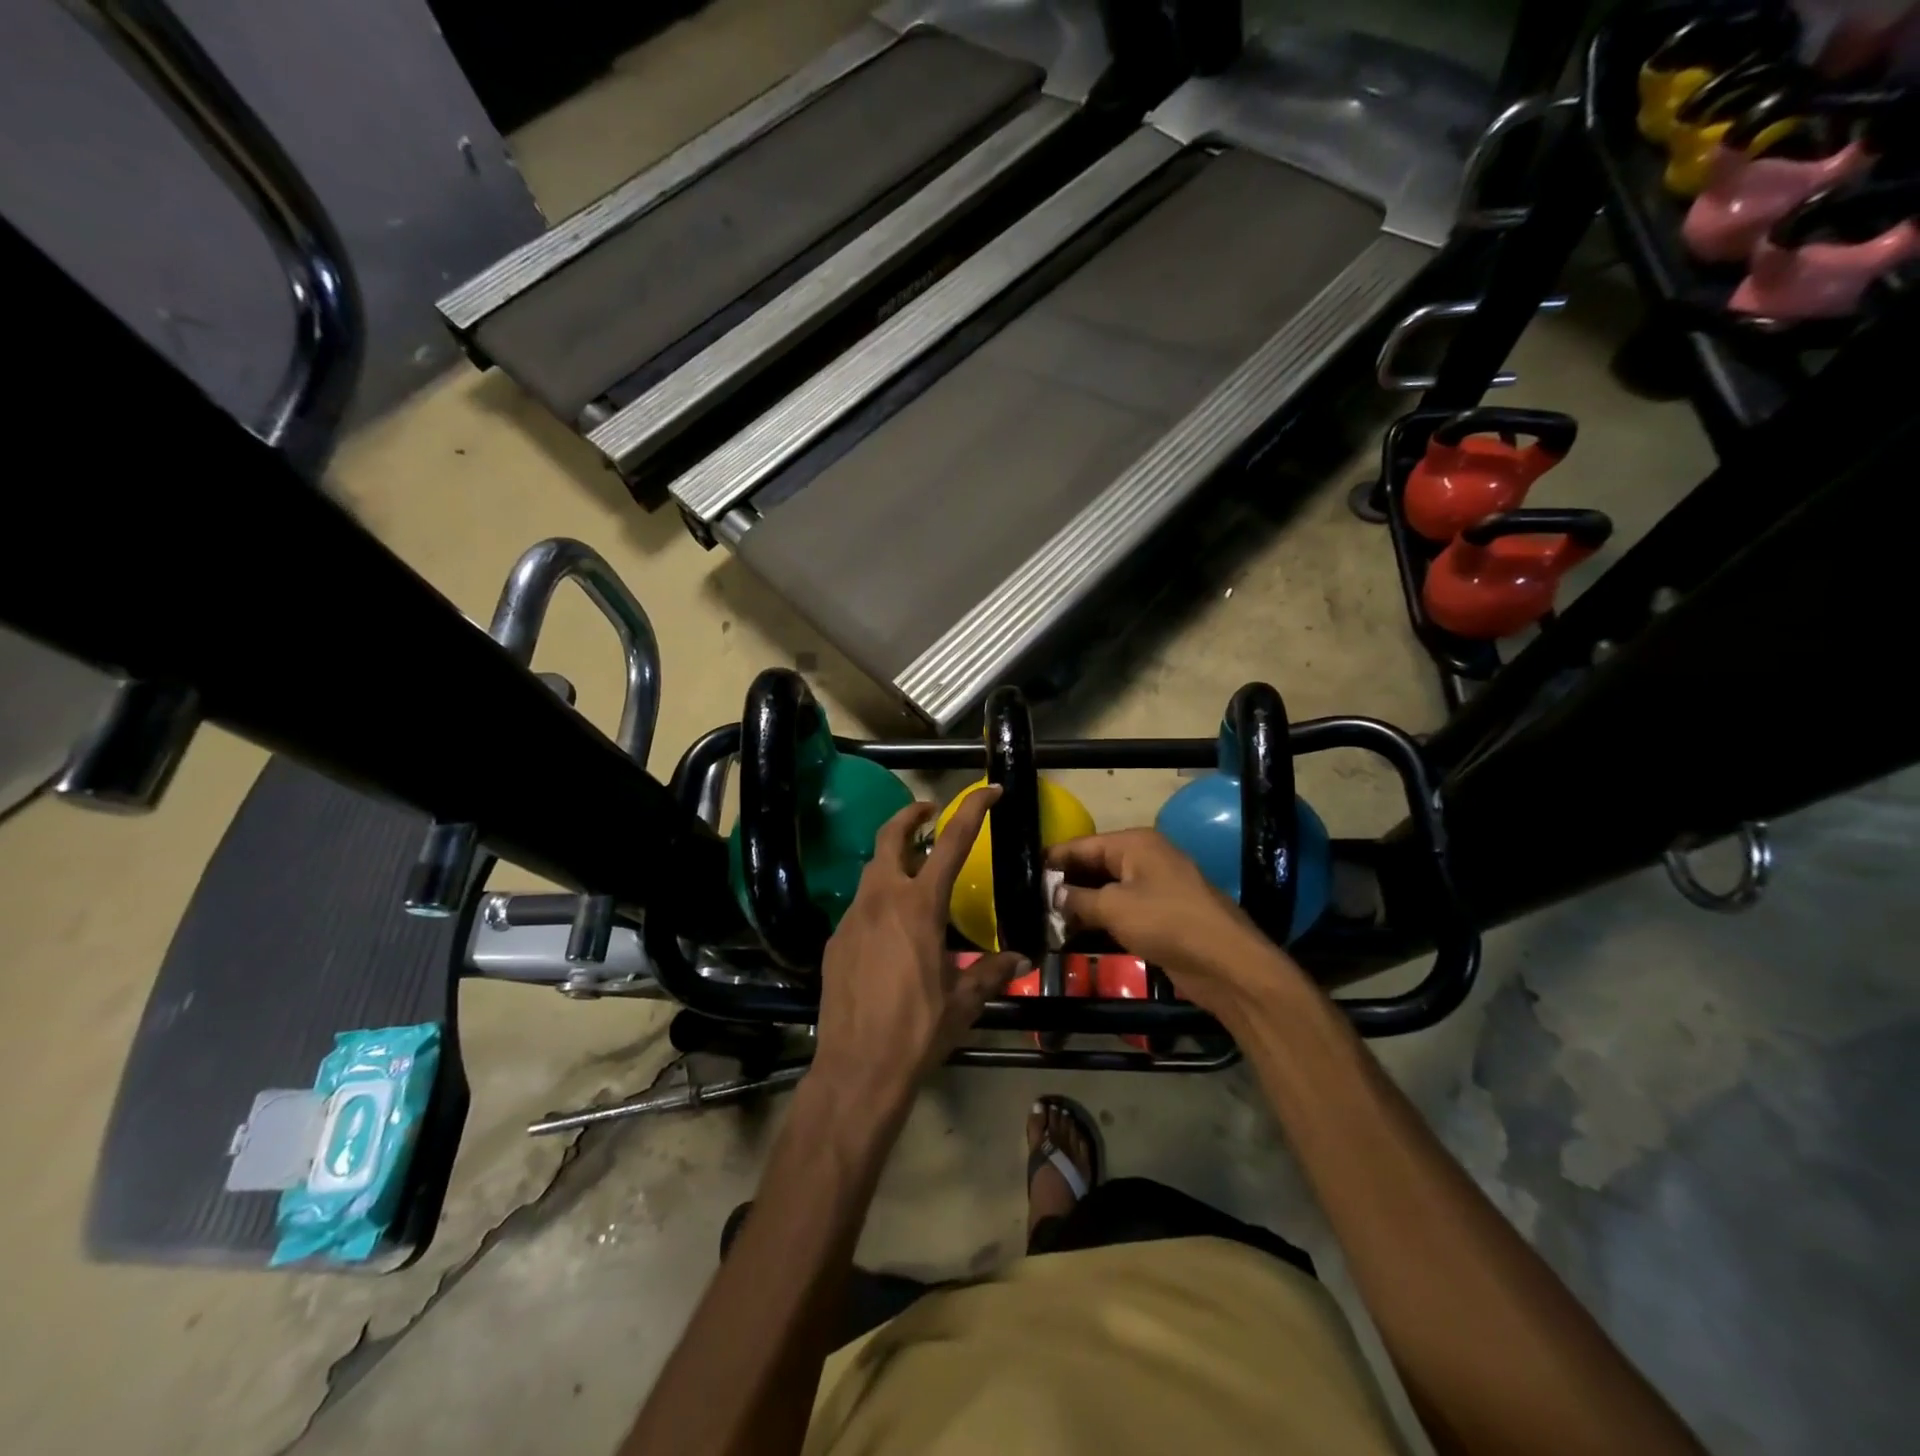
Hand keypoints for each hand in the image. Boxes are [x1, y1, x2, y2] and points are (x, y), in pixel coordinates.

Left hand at [812, 788, 1025, 1107]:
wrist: (857, 1069)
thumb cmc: (917, 1031)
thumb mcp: (963, 1002)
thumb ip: (990, 972)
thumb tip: (1019, 959)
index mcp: (920, 906)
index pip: (951, 842)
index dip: (972, 810)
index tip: (988, 791)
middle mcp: (882, 900)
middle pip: (891, 837)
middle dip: (911, 815)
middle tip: (929, 813)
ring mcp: (852, 918)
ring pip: (872, 871)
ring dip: (894, 861)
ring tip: (915, 875)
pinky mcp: (835, 940)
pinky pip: (859, 907)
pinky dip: (878, 901)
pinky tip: (891, 931)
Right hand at [1048, 829, 1306, 1024]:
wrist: (1226, 963)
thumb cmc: (1167, 923)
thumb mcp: (1114, 908)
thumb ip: (1078, 899)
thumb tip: (1053, 895)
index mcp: (1135, 843)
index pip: (1082, 845)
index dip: (1053, 860)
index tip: (1023, 874)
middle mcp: (1145, 858)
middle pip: (1094, 865)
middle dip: (1065, 884)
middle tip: (1029, 902)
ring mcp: (1155, 887)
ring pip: (1107, 890)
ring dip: (1081, 905)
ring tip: (1045, 920)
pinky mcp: (1161, 915)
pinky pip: (1122, 910)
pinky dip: (1100, 919)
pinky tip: (1075, 934)